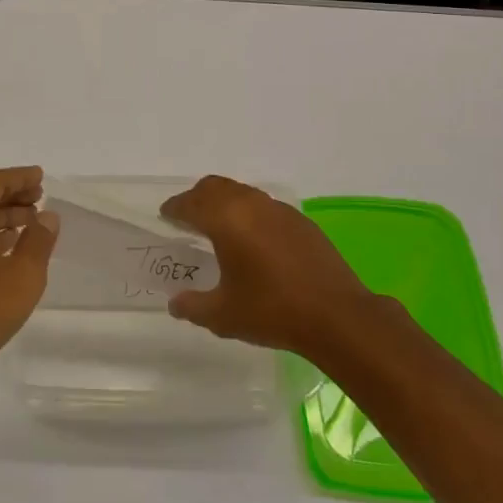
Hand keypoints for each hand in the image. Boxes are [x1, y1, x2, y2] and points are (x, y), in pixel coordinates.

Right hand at [161, 176, 377, 357]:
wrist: (336, 315)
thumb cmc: (272, 311)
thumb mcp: (223, 315)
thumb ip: (193, 306)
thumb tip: (176, 303)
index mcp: (226, 219)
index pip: (191, 203)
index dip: (175, 208)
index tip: (166, 216)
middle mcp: (251, 205)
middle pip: (215, 187)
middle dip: (197, 198)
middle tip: (187, 217)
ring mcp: (280, 210)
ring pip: (242, 192)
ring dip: (224, 203)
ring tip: (218, 227)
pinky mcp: (301, 221)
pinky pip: (265, 206)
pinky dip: (249, 213)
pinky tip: (253, 240)